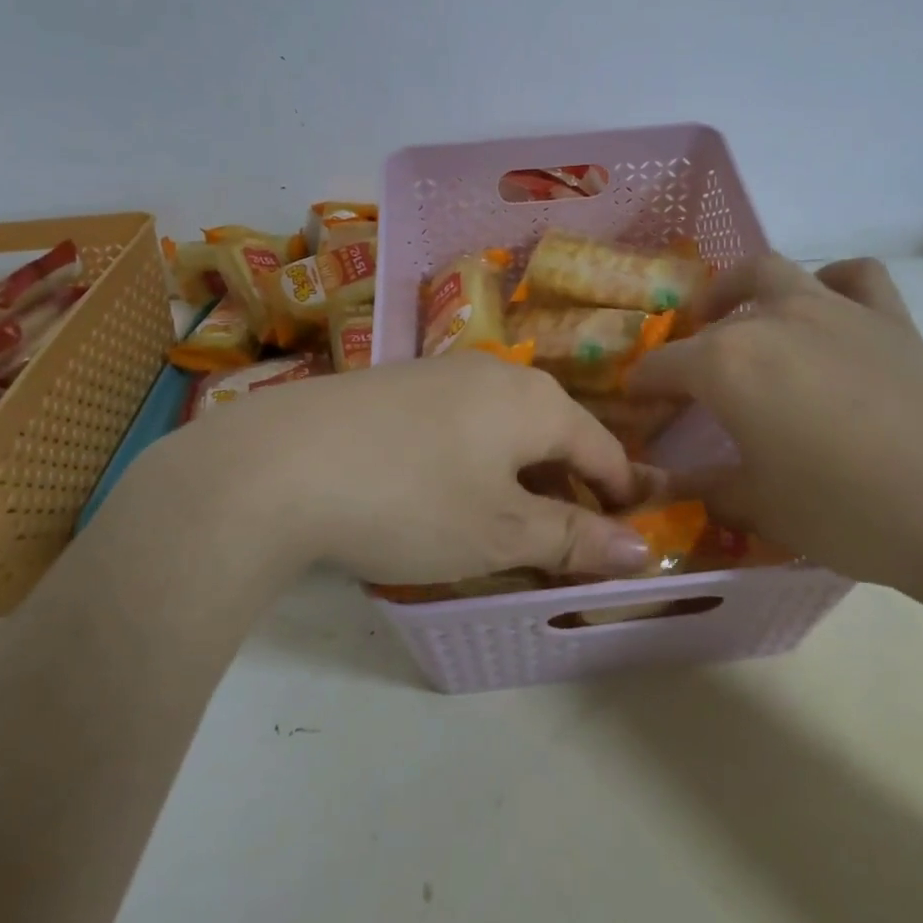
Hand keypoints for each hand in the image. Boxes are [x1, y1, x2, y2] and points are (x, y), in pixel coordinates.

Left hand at [151, 354, 654, 584]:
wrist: (277, 464)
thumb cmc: (412, 500)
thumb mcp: (500, 532)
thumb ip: (574, 539)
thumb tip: (646, 550)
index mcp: (535, 401)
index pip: (602, 449)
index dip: (620, 497)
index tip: (626, 541)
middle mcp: (495, 373)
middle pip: (553, 435)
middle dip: (565, 491)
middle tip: (559, 546)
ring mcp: (440, 373)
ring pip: (504, 429)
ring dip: (517, 478)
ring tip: (502, 528)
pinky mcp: (395, 385)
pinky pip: (460, 424)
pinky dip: (473, 462)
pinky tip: (442, 495)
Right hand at [628, 256, 922, 610]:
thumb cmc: (850, 513)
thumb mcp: (763, 508)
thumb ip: (709, 487)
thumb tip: (673, 484)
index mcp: (727, 364)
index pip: (662, 367)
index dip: (642, 388)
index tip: (633, 406)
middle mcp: (772, 320)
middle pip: (712, 315)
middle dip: (689, 339)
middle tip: (688, 375)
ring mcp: (835, 310)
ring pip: (773, 273)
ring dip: (742, 289)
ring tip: (737, 317)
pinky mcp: (892, 320)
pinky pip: (854, 278)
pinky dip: (831, 284)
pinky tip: (828, 311)